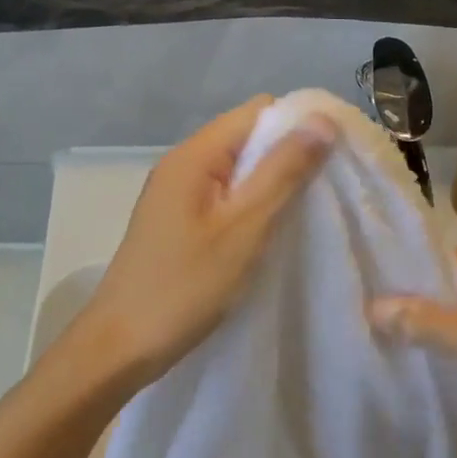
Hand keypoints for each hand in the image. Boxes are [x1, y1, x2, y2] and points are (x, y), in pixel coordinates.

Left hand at [58, 95, 335, 397]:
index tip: (336, 155)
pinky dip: (252, 205)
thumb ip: (282, 172)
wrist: (120, 346)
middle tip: (329, 188)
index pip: (257, 111)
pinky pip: (224, 196)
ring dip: (273, 182)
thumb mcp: (244, 229)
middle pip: (247, 137)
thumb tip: (322, 119)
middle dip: (290, 154)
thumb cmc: (184, 287)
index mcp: (194, 156)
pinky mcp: (178, 221)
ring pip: (238, 169)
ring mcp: (177, 194)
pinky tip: (273, 230)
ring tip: (309, 209)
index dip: (299, 124)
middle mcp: (182, 164)